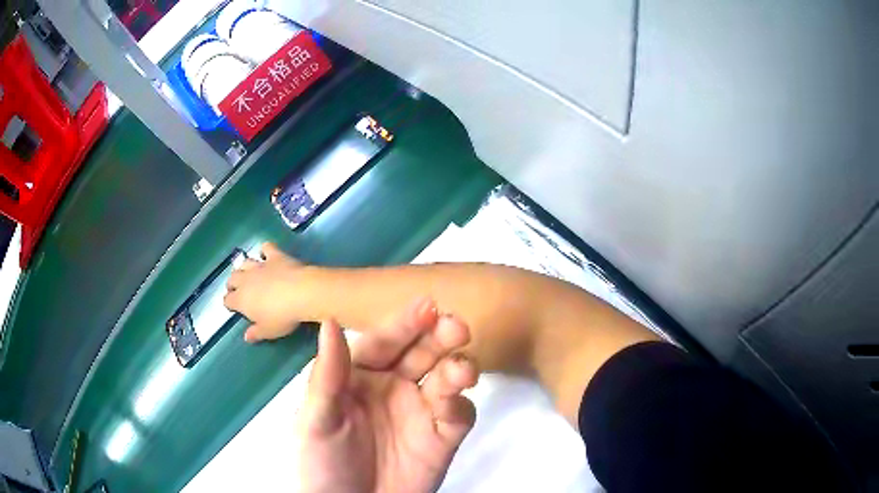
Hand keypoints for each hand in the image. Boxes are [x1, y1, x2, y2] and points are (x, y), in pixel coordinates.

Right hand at [225, 242, 305, 341]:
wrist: (301, 293)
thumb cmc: (282, 317)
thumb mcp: (268, 331)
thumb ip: (256, 333)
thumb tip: (246, 337)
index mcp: (241, 300)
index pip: (228, 300)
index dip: (229, 303)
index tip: (233, 307)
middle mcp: (246, 280)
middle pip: (232, 278)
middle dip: (232, 283)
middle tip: (237, 289)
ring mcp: (260, 266)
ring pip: (244, 262)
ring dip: (244, 267)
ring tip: (247, 272)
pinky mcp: (275, 256)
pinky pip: (266, 248)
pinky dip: (265, 250)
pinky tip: (267, 253)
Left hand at [299, 298, 477, 492]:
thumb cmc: (322, 463)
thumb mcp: (316, 420)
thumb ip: (326, 375)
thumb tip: (331, 321)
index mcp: (360, 376)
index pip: (384, 341)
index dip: (404, 324)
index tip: (426, 306)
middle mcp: (393, 387)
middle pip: (422, 353)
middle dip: (440, 337)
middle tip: (454, 327)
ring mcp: (420, 411)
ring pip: (446, 379)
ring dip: (458, 368)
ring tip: (461, 370)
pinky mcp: (441, 437)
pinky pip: (458, 415)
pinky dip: (460, 406)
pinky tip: (452, 407)